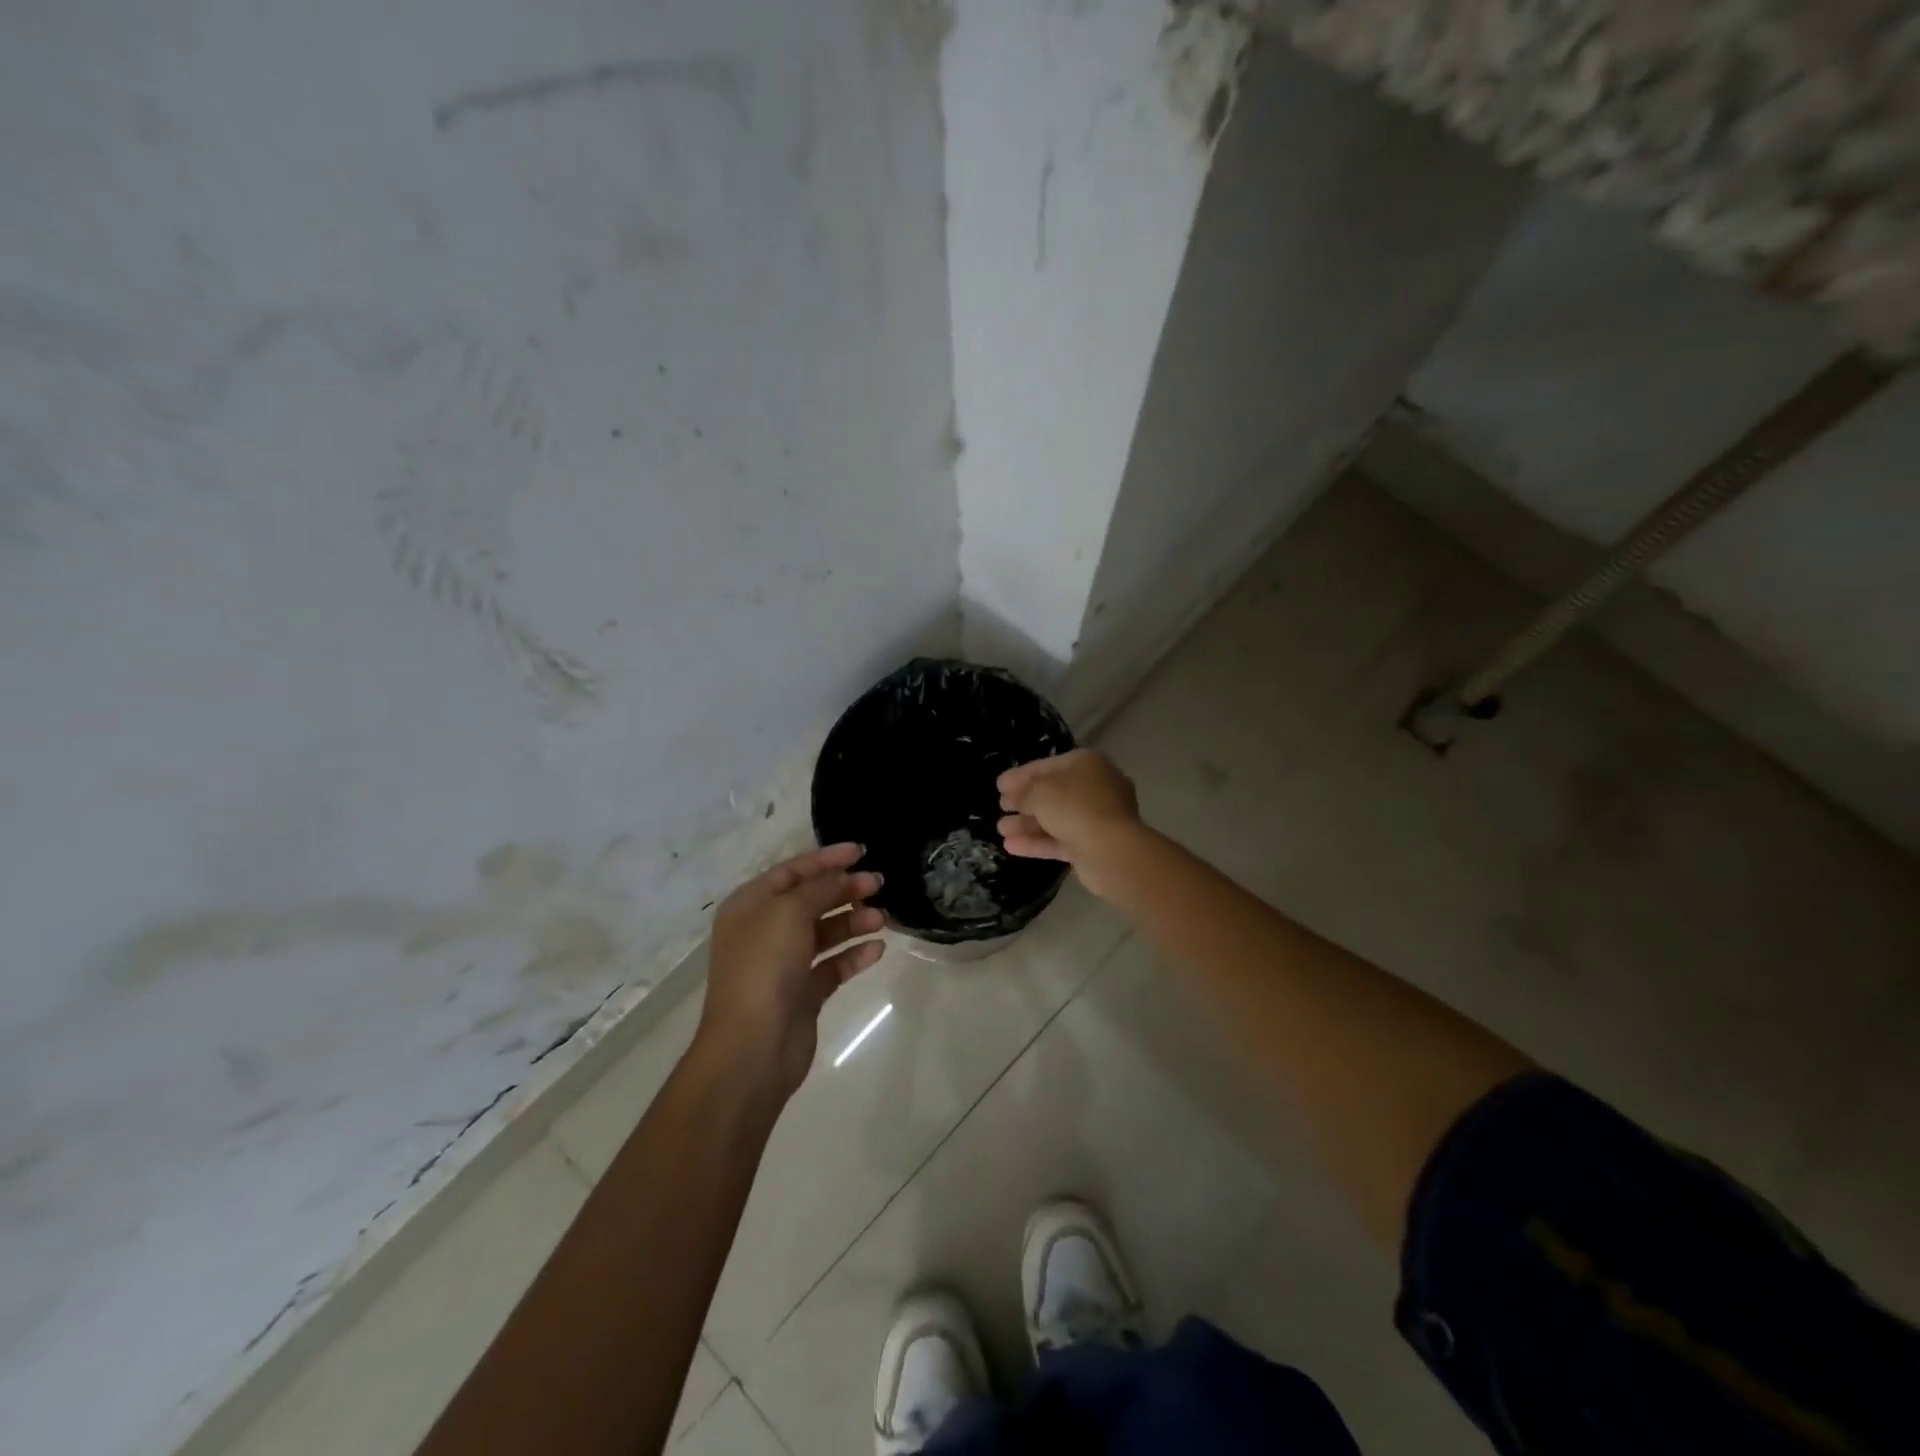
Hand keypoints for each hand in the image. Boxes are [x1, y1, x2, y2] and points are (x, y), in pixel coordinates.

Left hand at [697, 843, 885, 1097]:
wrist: (752, 1047)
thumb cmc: (764, 967)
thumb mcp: (789, 913)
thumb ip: (819, 888)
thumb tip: (844, 876)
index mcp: (750, 906)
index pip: (792, 872)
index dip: (826, 859)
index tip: (861, 851)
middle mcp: (764, 931)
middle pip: (810, 900)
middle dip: (844, 889)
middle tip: (880, 884)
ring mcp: (783, 964)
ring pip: (824, 933)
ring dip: (853, 921)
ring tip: (883, 918)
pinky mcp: (802, 994)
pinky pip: (832, 966)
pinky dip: (853, 955)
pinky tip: (877, 949)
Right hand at [996, 749, 1143, 898]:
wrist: (1111, 850)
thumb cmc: (1073, 807)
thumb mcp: (1039, 791)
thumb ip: (1024, 793)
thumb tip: (1020, 799)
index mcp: (1087, 764)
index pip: (1047, 765)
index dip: (1020, 774)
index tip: (999, 785)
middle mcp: (1095, 787)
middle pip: (1052, 793)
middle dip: (1023, 801)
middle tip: (1001, 806)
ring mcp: (1097, 818)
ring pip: (1056, 819)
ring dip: (1027, 824)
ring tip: (1001, 830)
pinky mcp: (1093, 845)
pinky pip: (1061, 840)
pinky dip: (1038, 842)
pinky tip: (1011, 847)